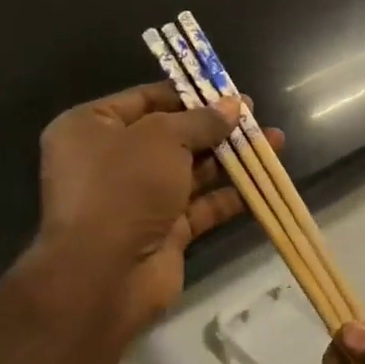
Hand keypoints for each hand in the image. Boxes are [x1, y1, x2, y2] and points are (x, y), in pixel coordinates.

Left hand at [34, 82, 280, 340]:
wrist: (106, 272)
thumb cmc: (124, 186)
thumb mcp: (163, 137)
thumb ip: (201, 120)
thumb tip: (234, 105)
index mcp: (91, 128)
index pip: (144, 99)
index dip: (188, 94)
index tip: (227, 91)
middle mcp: (111, 161)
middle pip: (172, 136)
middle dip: (215, 127)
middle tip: (254, 117)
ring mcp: (138, 198)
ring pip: (191, 171)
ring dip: (230, 158)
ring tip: (273, 143)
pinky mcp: (163, 231)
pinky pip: (200, 206)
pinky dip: (229, 195)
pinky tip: (262, 182)